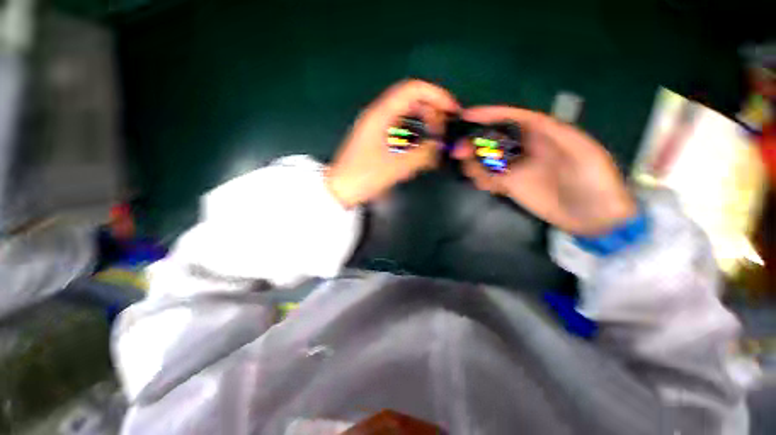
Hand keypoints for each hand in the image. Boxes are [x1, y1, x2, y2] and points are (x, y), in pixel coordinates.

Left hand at [326, 80, 459, 207]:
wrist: (340, 189)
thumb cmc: (363, 176)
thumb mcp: (396, 167)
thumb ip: (422, 155)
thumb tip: (440, 147)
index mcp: (381, 114)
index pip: (413, 90)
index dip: (436, 95)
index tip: (451, 110)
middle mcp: (378, 115)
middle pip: (411, 100)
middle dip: (432, 111)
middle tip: (443, 130)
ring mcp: (376, 127)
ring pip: (406, 115)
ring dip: (423, 123)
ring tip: (435, 139)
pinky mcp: (376, 139)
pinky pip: (400, 129)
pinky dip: (414, 134)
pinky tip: (420, 147)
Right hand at [452, 106, 636, 235]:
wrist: (594, 216)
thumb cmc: (594, 181)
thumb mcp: (583, 151)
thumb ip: (555, 133)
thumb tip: (527, 120)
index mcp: (544, 134)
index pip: (512, 119)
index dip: (490, 115)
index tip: (468, 116)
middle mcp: (525, 148)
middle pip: (493, 139)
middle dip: (474, 142)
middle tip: (459, 151)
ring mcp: (516, 168)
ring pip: (487, 159)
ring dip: (475, 164)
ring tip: (475, 174)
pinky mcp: (511, 185)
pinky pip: (489, 178)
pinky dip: (482, 179)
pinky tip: (485, 185)